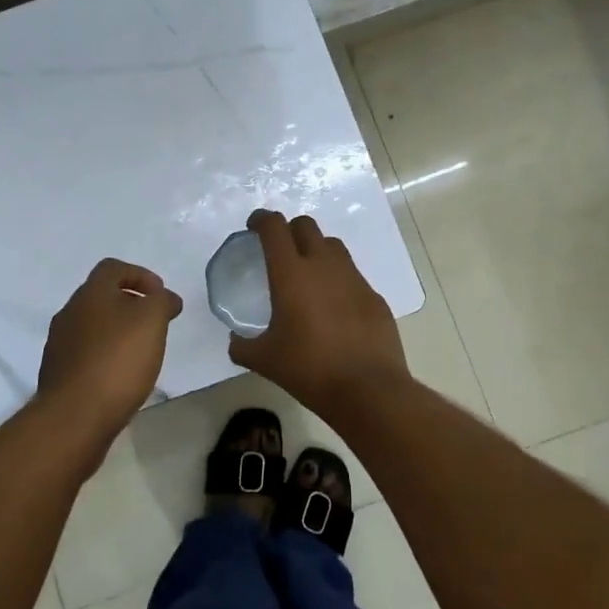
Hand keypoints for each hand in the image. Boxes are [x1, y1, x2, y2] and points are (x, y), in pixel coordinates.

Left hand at [37, 259, 183, 430]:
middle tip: (155, 324)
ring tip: (141, 353)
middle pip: (101, 297)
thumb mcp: (152, 321)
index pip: (113, 268)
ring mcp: (59, 344)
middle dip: (130, 305)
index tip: (160, 295)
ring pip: (93, 327)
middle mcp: (70, 312)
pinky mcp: (58, 374)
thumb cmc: (117, 360)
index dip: (140, 275)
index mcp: (90, 293)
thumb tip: (166, 298)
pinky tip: (121, 377)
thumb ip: (162, 302)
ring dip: (117, 332)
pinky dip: (106, 357)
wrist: (74, 417)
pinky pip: (86, 355)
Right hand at [228, 209, 408, 413]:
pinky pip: (352, 275)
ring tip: (307, 273)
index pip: (274, 228)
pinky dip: (338, 279)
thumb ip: (243, 347)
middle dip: (289, 229)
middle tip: (279, 249)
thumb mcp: (265, 361)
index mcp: (291, 274)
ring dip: (316, 249)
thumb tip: (235, 342)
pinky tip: (334, 306)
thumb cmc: (309, 369)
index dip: (261, 219)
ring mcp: (353, 278)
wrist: (368, 389)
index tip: (253, 226)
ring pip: (333, 246)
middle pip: (306, 226)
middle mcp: (323, 266)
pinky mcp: (374, 296)